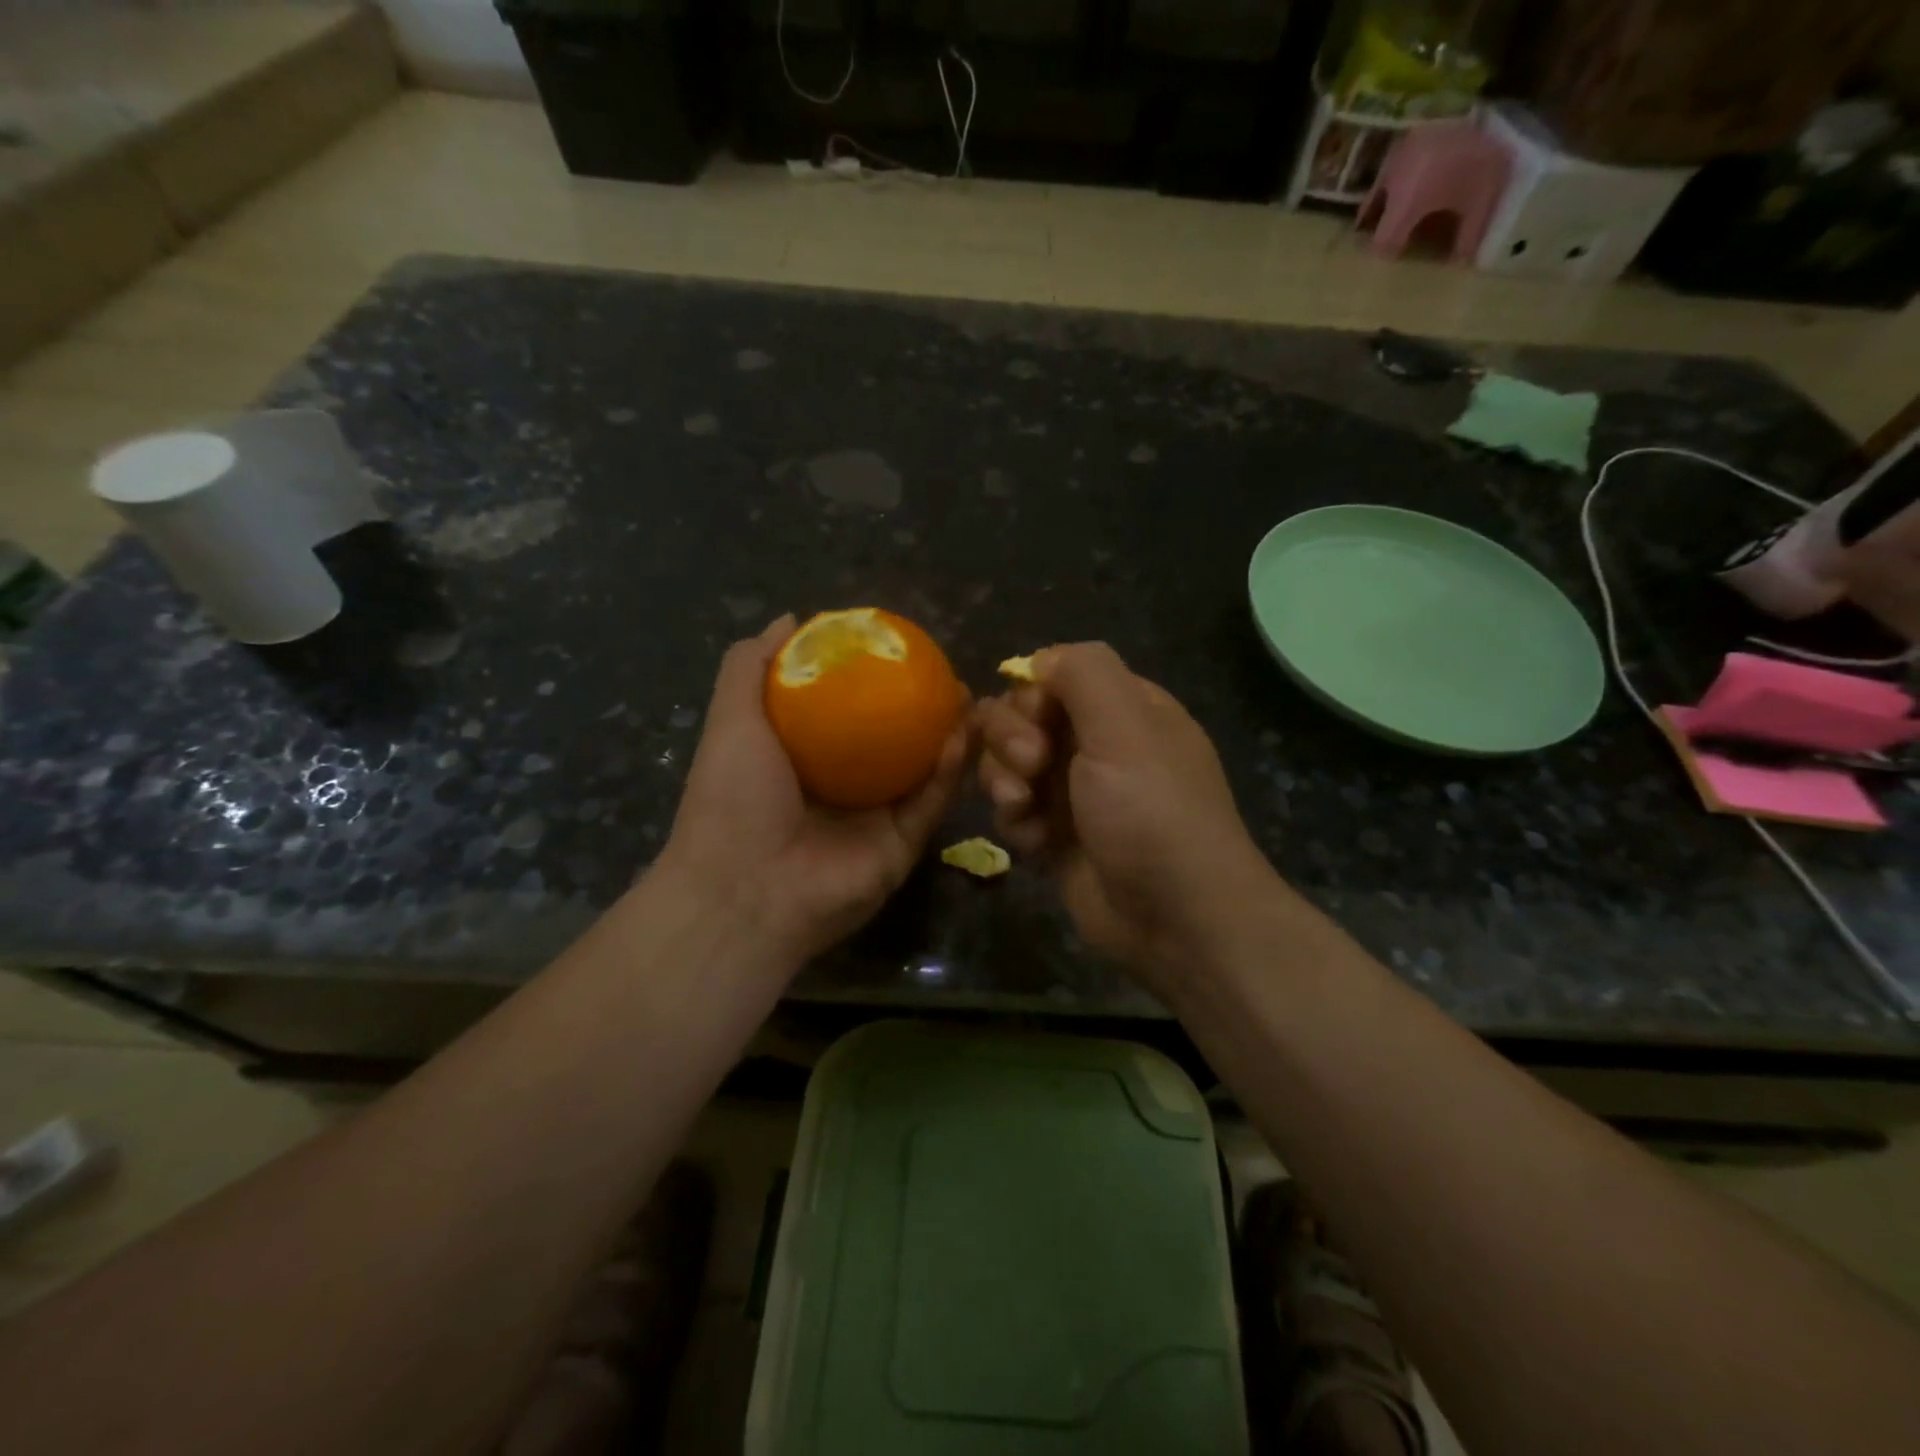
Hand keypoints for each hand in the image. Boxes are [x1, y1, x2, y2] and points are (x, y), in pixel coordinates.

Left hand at [662, 616, 970, 961]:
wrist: (746, 890)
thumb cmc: (732, 798)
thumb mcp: (731, 719)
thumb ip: (750, 667)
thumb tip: (790, 620)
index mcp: (805, 757)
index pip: (847, 711)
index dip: (873, 679)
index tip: (898, 648)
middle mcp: (844, 785)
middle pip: (892, 738)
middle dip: (921, 706)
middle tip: (945, 672)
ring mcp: (875, 818)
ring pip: (922, 769)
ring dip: (947, 733)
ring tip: (966, 696)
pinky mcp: (902, 846)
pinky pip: (931, 802)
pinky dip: (949, 770)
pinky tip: (962, 733)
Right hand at [976, 643, 1279, 987]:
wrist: (1177, 919)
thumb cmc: (1153, 812)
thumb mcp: (1125, 726)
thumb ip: (1084, 673)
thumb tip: (1040, 660)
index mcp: (1124, 709)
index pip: (1053, 677)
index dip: (1031, 696)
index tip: (1036, 723)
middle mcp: (1097, 745)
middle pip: (1022, 718)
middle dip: (1011, 740)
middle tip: (1031, 769)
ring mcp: (1074, 792)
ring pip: (1008, 764)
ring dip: (1005, 781)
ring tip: (1023, 810)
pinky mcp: (1056, 836)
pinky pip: (1014, 811)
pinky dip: (1016, 822)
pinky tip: (1034, 842)